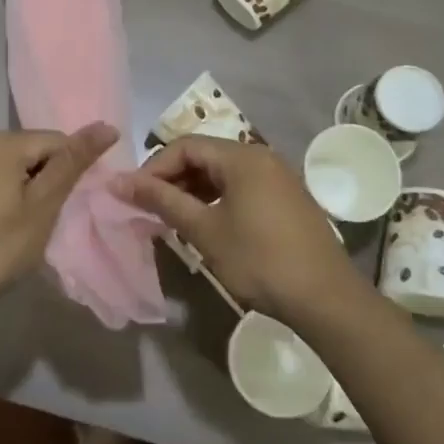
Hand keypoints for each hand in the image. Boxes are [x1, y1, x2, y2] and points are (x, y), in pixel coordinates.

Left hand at [0, 123, 118, 312]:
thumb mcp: (43, 206)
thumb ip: (73, 162)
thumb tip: (107, 126)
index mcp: (1, 141)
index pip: (57, 140)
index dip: (71, 171)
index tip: (69, 204)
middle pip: (33, 148)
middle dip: (48, 177)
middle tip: (48, 217)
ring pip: (12, 162)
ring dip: (27, 185)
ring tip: (27, 223)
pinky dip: (6, 190)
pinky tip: (3, 222)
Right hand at [111, 135, 363, 323]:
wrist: (325, 298)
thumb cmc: (259, 260)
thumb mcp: (204, 230)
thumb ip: (162, 201)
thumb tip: (118, 181)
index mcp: (242, 156)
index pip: (184, 146)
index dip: (153, 168)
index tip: (133, 196)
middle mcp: (261, 156)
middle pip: (204, 155)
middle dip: (172, 179)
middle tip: (149, 209)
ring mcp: (277, 176)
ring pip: (222, 172)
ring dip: (192, 190)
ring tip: (172, 219)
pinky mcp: (285, 197)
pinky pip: (240, 186)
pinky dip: (216, 199)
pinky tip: (205, 225)